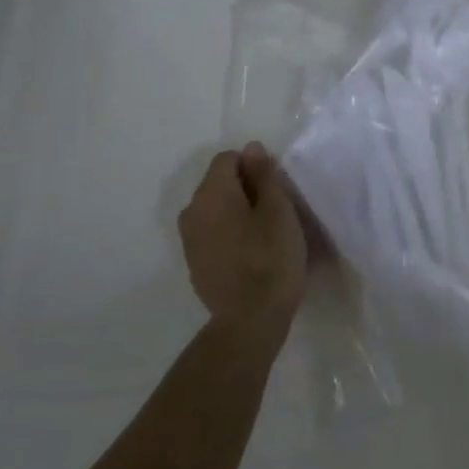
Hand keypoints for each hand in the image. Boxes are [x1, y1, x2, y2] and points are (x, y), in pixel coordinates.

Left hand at [177, 143, 308, 324]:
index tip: (277, 191)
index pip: (228, 159)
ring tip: (266, 234)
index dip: (256, 167)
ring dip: (238, 212)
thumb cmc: (271, 258)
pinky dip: (230, 233)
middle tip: (277, 212)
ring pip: (216, 209)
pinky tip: (251, 254)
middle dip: (246, 189)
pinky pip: (213, 233)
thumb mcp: (279, 211)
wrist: (250, 319)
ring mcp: (189, 239)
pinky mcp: (195, 262)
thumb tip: (251, 148)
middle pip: (219, 183)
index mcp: (211, 193)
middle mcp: (191, 210)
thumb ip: (264, 175)